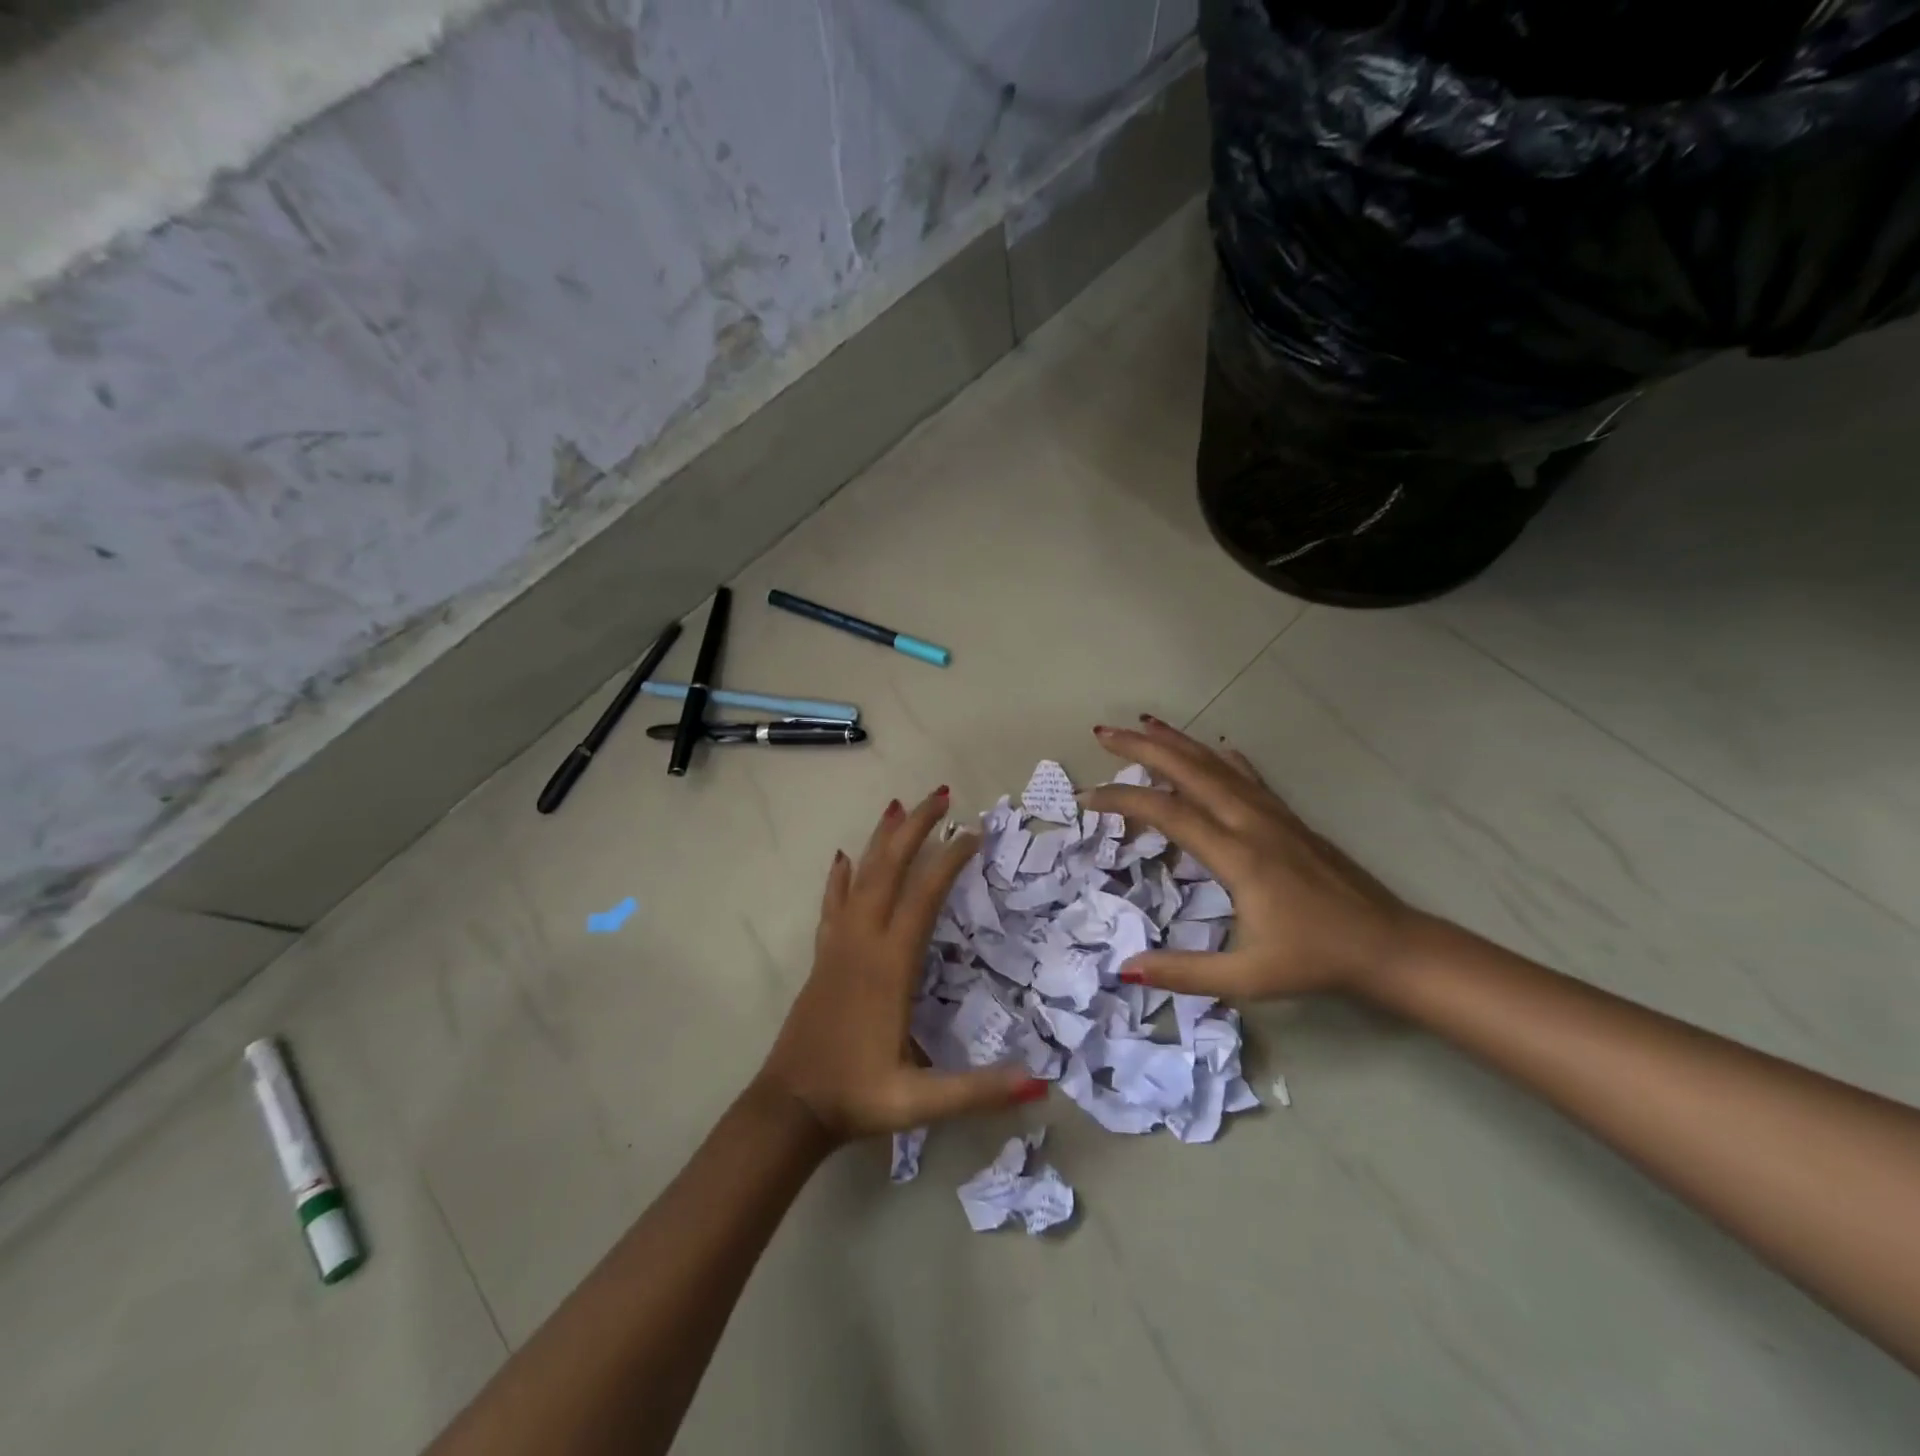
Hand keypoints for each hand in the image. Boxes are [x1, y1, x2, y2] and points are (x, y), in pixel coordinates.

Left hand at [753, 789, 1048, 1144]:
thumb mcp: (920, 1102)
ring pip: (859, 878)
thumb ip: (978, 1091)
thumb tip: (1040, 1083)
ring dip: (880, 840)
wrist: (789, 1108)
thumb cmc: (857, 1098)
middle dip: (915, 828)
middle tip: (941, 795)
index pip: (925, 896)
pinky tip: (842, 858)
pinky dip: (839, 877)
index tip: (974, 831)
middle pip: (889, 869)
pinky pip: (832, 904)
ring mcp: (838, 946)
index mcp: (890, 965)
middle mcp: (862, 942)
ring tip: (897, 806)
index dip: (950, 859)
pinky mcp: (823, 957)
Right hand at [1084, 718, 1416, 1000]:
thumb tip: (1124, 969)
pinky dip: (1221, 758)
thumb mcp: (1247, 978)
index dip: (1123, 800)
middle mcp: (1252, 822)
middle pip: (1190, 771)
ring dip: (1177, 743)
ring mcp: (1274, 815)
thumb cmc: (1315, 960)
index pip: (1168, 813)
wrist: (1389, 946)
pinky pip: (1247, 776)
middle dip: (1142, 748)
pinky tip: (1213, 748)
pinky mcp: (1290, 819)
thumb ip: (1184, 973)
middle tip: (1103, 734)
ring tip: (1144, 724)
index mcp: (1237, 856)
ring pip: (1217, 765)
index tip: (1087, 798)